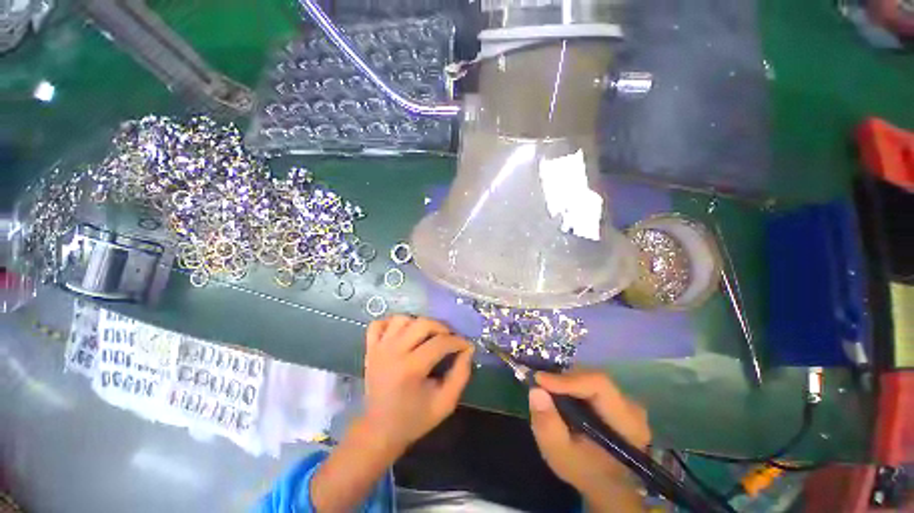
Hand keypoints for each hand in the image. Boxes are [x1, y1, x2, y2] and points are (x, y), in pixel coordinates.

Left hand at [361, 315, 474, 454]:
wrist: (380, 431)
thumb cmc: (414, 419)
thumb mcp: (445, 403)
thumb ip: (461, 375)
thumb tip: (468, 349)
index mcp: (411, 368)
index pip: (440, 343)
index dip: (458, 342)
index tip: (466, 346)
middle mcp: (393, 352)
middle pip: (422, 323)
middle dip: (441, 328)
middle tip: (449, 339)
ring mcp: (378, 348)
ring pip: (402, 319)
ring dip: (418, 324)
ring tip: (426, 337)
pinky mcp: (369, 348)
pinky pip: (379, 324)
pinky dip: (391, 324)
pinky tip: (402, 334)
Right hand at [529, 371, 649, 510]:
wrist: (606, 483)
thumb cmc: (585, 471)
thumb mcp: (561, 455)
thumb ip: (548, 425)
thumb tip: (535, 390)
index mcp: (626, 422)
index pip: (598, 385)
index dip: (567, 379)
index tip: (539, 381)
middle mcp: (630, 405)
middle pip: (592, 378)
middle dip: (563, 379)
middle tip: (539, 386)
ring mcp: (623, 400)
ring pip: (589, 377)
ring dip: (565, 381)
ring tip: (547, 391)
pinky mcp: (614, 398)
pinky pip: (589, 382)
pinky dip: (570, 385)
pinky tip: (559, 395)